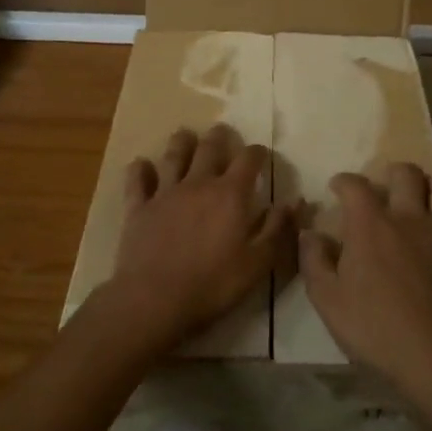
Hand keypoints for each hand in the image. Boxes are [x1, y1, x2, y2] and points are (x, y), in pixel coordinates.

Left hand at [106, 124, 293, 355]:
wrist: (154, 299)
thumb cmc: (213, 284)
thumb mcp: (257, 263)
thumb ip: (276, 229)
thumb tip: (294, 201)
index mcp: (230, 195)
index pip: (248, 160)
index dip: (257, 153)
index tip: (261, 154)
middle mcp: (198, 184)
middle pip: (209, 149)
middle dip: (219, 137)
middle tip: (222, 131)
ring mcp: (165, 193)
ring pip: (173, 156)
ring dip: (181, 143)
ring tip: (185, 135)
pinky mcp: (138, 208)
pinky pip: (137, 181)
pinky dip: (139, 170)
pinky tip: (141, 164)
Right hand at [299, 164, 431, 410]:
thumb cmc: (376, 329)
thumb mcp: (328, 300)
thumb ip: (314, 261)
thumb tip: (309, 233)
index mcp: (372, 225)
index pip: (355, 185)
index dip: (344, 181)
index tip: (337, 188)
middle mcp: (412, 218)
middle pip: (408, 174)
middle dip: (394, 173)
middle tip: (385, 188)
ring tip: (423, 203)